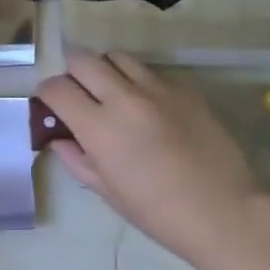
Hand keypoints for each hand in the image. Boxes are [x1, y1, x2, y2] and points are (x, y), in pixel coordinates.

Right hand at [38, 52, 265, 262]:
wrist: (223, 211)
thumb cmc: (158, 212)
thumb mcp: (108, 192)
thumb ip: (76, 159)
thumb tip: (58, 138)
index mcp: (99, 127)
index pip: (57, 88)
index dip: (46, 93)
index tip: (50, 103)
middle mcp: (124, 98)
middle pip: (83, 60)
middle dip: (72, 72)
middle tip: (78, 92)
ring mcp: (157, 88)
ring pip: (117, 56)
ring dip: (105, 69)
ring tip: (111, 91)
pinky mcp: (184, 88)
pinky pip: (150, 72)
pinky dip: (138, 81)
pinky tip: (147, 106)